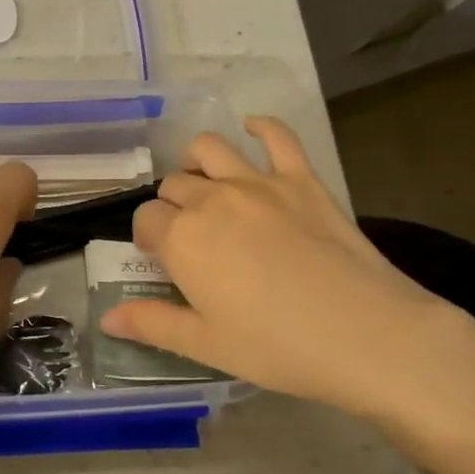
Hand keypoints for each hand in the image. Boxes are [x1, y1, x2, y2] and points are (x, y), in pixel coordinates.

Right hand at [98, 118, 474, 426]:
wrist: (366, 335)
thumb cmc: (277, 347)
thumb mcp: (206, 345)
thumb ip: (152, 324)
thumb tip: (108, 317)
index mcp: (183, 239)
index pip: (146, 219)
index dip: (148, 237)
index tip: (161, 259)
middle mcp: (212, 199)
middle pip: (174, 185)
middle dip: (171, 206)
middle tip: (189, 237)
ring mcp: (258, 183)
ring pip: (209, 150)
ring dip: (197, 163)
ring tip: (206, 185)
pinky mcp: (301, 179)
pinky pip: (277, 136)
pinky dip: (261, 126)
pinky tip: (253, 128)